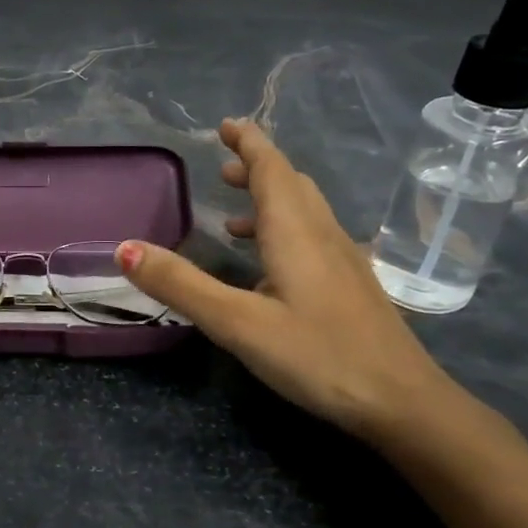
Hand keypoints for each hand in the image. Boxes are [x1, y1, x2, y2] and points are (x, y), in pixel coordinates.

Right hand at [117, 119, 459, 440]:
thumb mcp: (237, 324)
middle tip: (223, 167)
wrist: (403, 404)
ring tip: (234, 215)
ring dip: (271, 200)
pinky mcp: (353, 286)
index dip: (249, 143)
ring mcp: (345, 260)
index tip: (227, 124)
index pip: (271, 169)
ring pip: (306, 211)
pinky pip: (314, 237)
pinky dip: (285, 230)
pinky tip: (270, 267)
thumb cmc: (318, 356)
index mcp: (295, 232)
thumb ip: (181, 285)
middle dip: (257, 168)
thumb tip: (124, 248)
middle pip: (291, 184)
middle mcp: (323, 235)